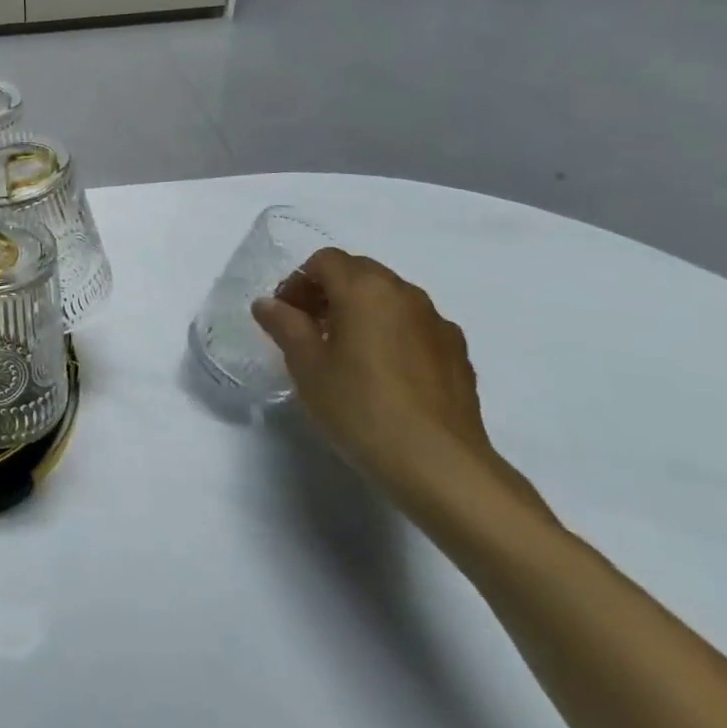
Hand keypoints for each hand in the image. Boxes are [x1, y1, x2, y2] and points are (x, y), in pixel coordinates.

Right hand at [252, 250, 524, 509]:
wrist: (440, 466)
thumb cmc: (360, 406)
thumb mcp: (305, 365)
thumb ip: (284, 325)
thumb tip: (268, 304)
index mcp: (365, 288)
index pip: (324, 261)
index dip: (298, 282)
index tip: (285, 316)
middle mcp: (405, 294)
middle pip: (360, 273)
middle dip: (329, 292)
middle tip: (309, 330)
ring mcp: (438, 324)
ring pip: (390, 299)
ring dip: (362, 312)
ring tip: (345, 354)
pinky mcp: (458, 355)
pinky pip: (415, 327)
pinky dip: (392, 335)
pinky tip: (383, 375)